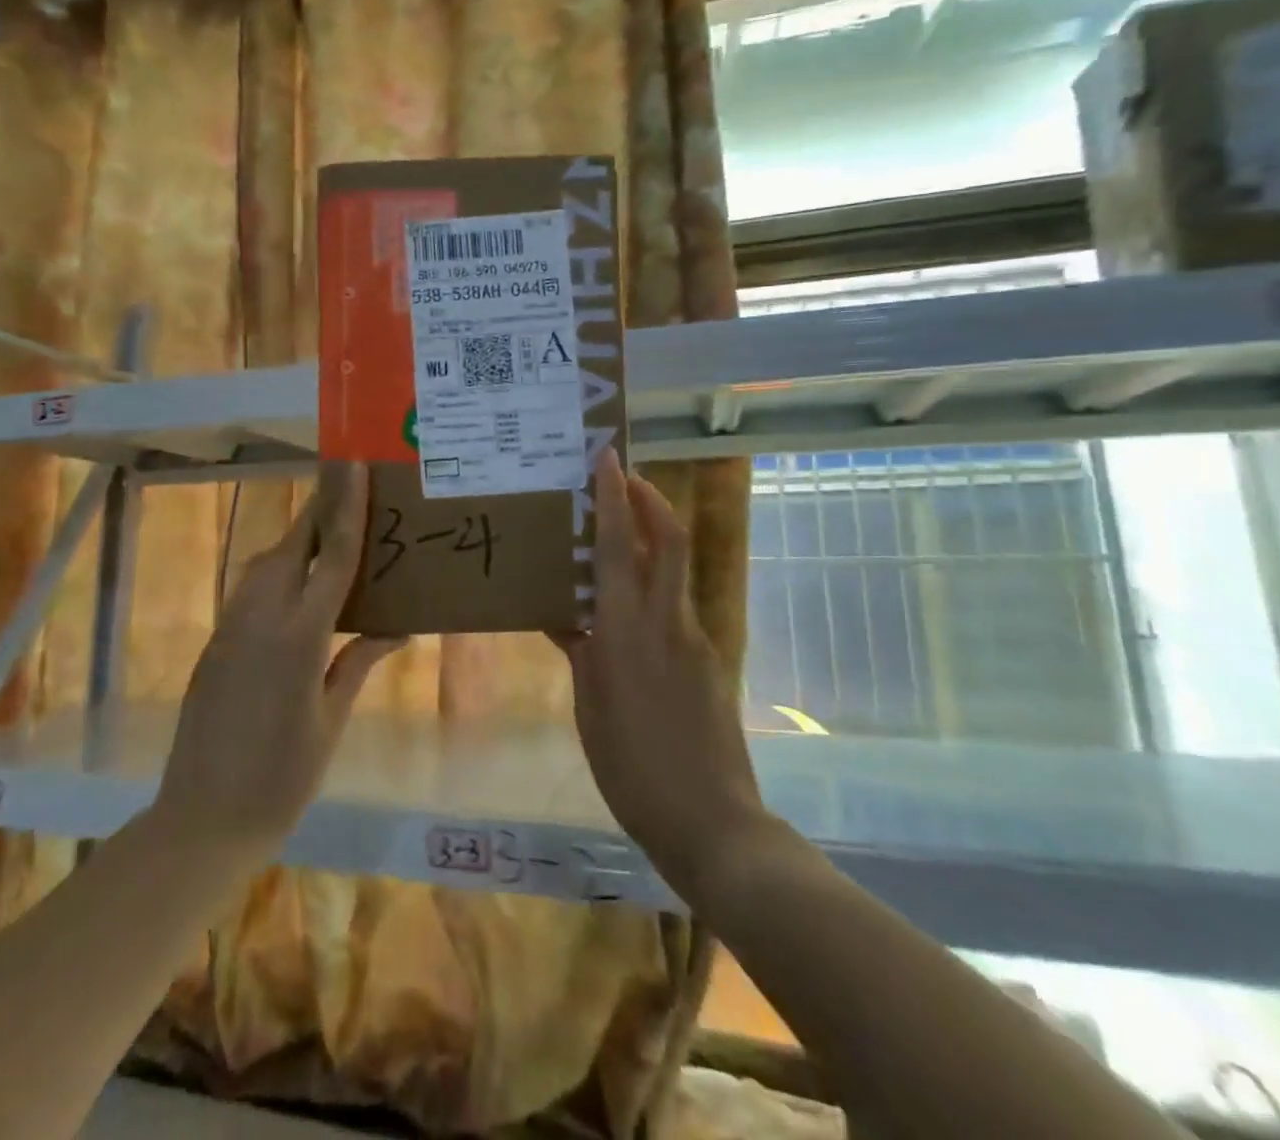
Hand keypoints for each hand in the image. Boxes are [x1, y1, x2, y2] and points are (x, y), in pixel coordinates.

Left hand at [154, 462, 402, 855]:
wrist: (201, 819)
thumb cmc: (282, 777)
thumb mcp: (330, 719)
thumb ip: (358, 661)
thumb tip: (398, 628)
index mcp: (299, 637)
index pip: (332, 556)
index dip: (347, 507)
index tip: (354, 466)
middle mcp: (260, 618)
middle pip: (293, 546)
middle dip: (319, 512)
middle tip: (348, 488)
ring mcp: (230, 628)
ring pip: (265, 564)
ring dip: (296, 542)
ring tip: (328, 537)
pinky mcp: (214, 643)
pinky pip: (250, 590)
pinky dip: (278, 573)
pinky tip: (297, 589)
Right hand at [556, 449, 769, 901]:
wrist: (713, 822)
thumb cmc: (633, 768)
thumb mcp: (590, 708)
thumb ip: (581, 653)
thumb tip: (566, 617)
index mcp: (627, 631)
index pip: (623, 546)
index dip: (616, 497)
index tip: (608, 459)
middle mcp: (666, 622)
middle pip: (668, 540)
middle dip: (649, 499)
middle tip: (622, 478)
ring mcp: (694, 640)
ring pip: (672, 571)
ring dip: (651, 539)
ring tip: (615, 537)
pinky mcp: (707, 661)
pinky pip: (673, 607)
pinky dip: (651, 588)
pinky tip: (625, 614)